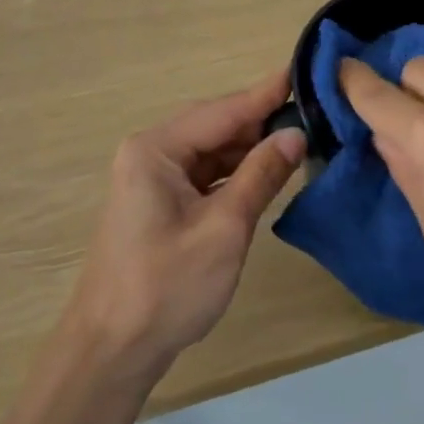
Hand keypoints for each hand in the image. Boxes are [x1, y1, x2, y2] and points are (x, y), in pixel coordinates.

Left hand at [68, 72, 305, 375]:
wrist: (112, 351)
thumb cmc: (166, 286)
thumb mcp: (224, 229)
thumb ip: (260, 175)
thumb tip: (296, 134)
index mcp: (156, 149)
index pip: (222, 111)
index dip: (265, 94)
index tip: (303, 71)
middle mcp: (150, 154)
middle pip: (215, 126)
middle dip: (260, 122)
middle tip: (311, 111)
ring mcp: (152, 180)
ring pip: (211, 151)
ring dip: (249, 150)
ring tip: (298, 140)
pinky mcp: (160, 204)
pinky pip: (204, 175)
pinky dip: (234, 174)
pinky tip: (265, 173)